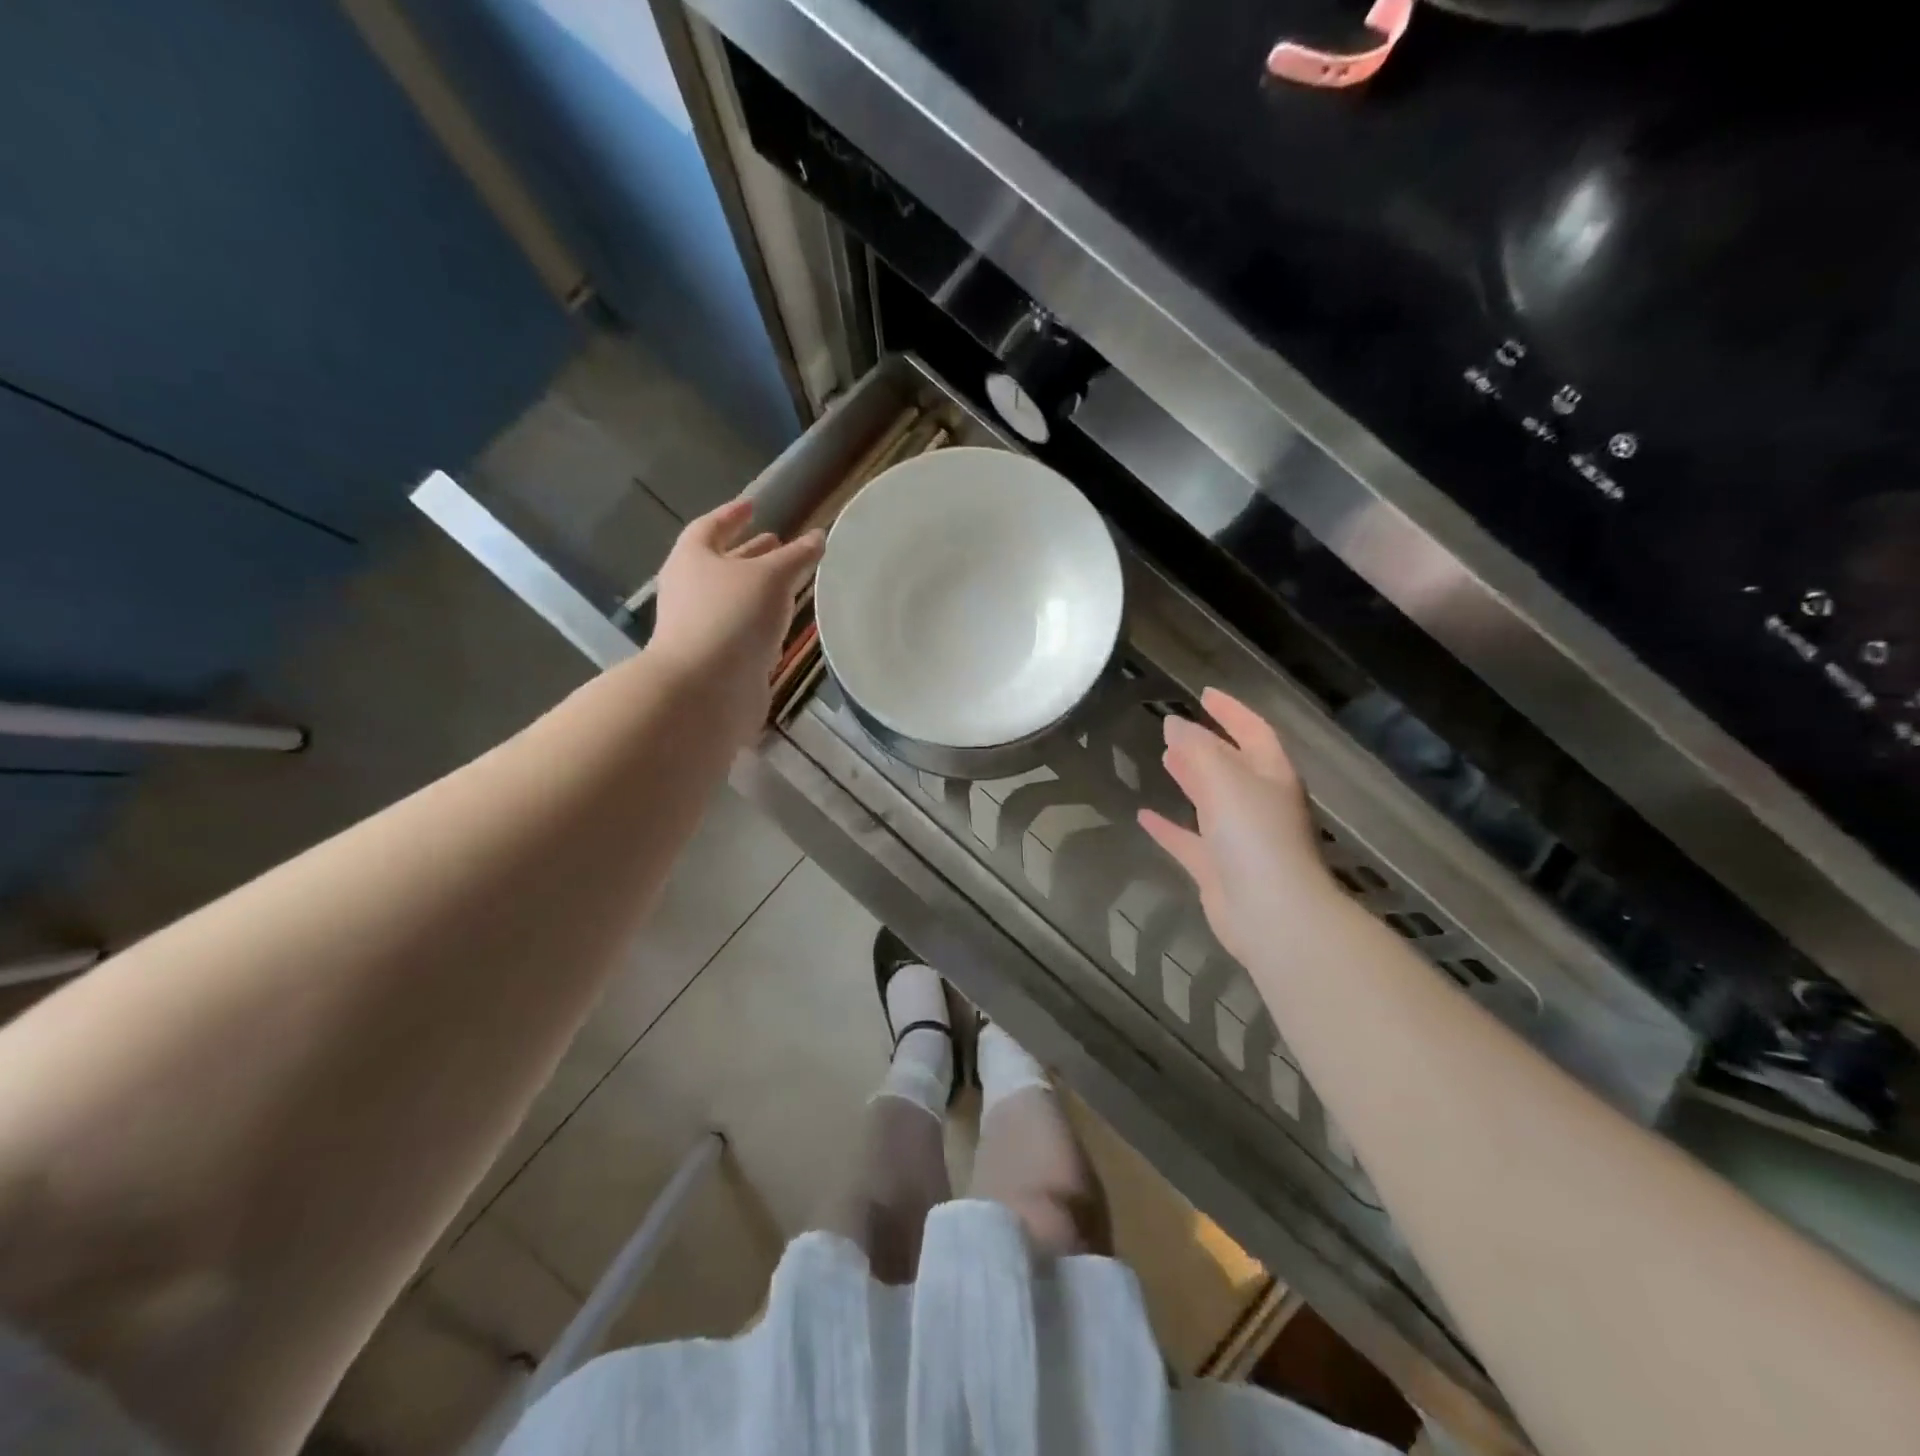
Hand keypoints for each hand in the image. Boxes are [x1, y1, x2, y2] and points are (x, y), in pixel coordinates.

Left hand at [649, 501, 823, 745]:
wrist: (705, 689)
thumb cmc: (732, 617)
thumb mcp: (771, 577)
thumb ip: (796, 557)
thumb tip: (817, 536)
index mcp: (692, 559)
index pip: (711, 527)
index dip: (733, 515)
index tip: (754, 506)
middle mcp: (690, 591)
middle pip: (720, 564)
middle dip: (750, 553)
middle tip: (778, 543)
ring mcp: (700, 627)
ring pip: (733, 600)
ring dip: (758, 590)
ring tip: (788, 584)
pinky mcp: (715, 659)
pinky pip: (740, 632)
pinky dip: (760, 624)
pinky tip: (782, 627)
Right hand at [1138, 689, 1339, 966]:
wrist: (1269, 912)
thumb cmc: (1254, 836)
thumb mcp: (1224, 779)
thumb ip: (1197, 748)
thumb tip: (1174, 725)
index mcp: (1272, 776)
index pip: (1253, 731)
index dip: (1231, 711)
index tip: (1204, 694)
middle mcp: (1259, 803)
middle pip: (1231, 765)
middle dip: (1206, 745)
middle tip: (1174, 729)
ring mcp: (1240, 839)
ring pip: (1211, 800)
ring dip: (1190, 778)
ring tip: (1164, 759)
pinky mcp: (1218, 869)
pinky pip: (1189, 840)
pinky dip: (1169, 826)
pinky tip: (1144, 816)